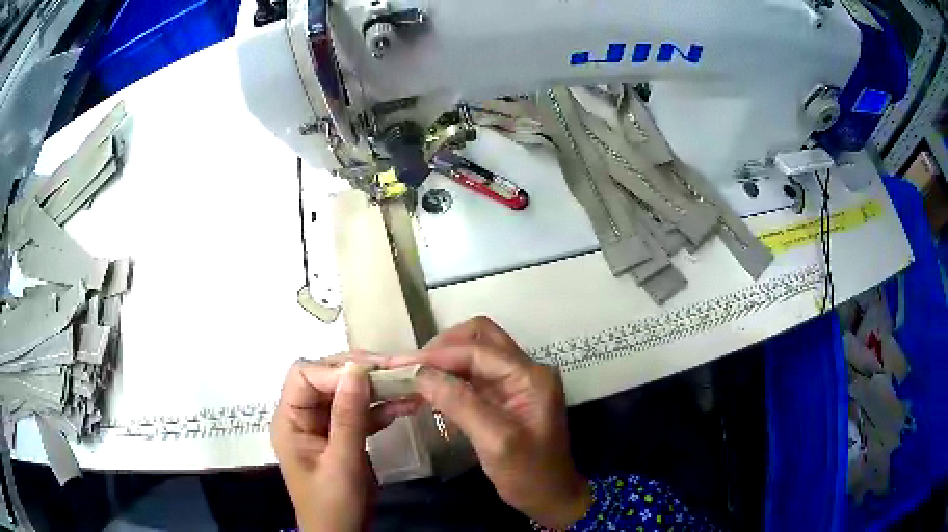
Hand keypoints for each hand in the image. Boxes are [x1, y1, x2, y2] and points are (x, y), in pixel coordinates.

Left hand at [271, 354, 419, 531]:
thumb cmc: (333, 506)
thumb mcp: (342, 463)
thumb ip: (348, 417)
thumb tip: (357, 368)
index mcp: (290, 420)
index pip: (304, 376)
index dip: (336, 370)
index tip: (374, 371)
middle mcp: (304, 415)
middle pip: (327, 377)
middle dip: (362, 371)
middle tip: (399, 368)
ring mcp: (324, 425)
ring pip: (348, 392)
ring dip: (378, 387)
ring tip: (410, 381)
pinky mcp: (343, 435)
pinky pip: (361, 413)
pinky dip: (383, 408)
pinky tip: (407, 404)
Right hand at [388, 317, 592, 529]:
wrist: (550, 496)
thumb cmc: (528, 473)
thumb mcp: (495, 441)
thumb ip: (460, 403)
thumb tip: (420, 374)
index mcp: (530, 376)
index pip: (478, 350)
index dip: (438, 355)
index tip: (402, 365)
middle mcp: (525, 370)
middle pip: (480, 338)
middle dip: (443, 347)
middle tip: (411, 367)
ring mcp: (516, 381)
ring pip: (475, 353)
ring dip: (444, 360)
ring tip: (414, 376)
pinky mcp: (506, 395)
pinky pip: (474, 374)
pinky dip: (450, 376)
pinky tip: (430, 389)